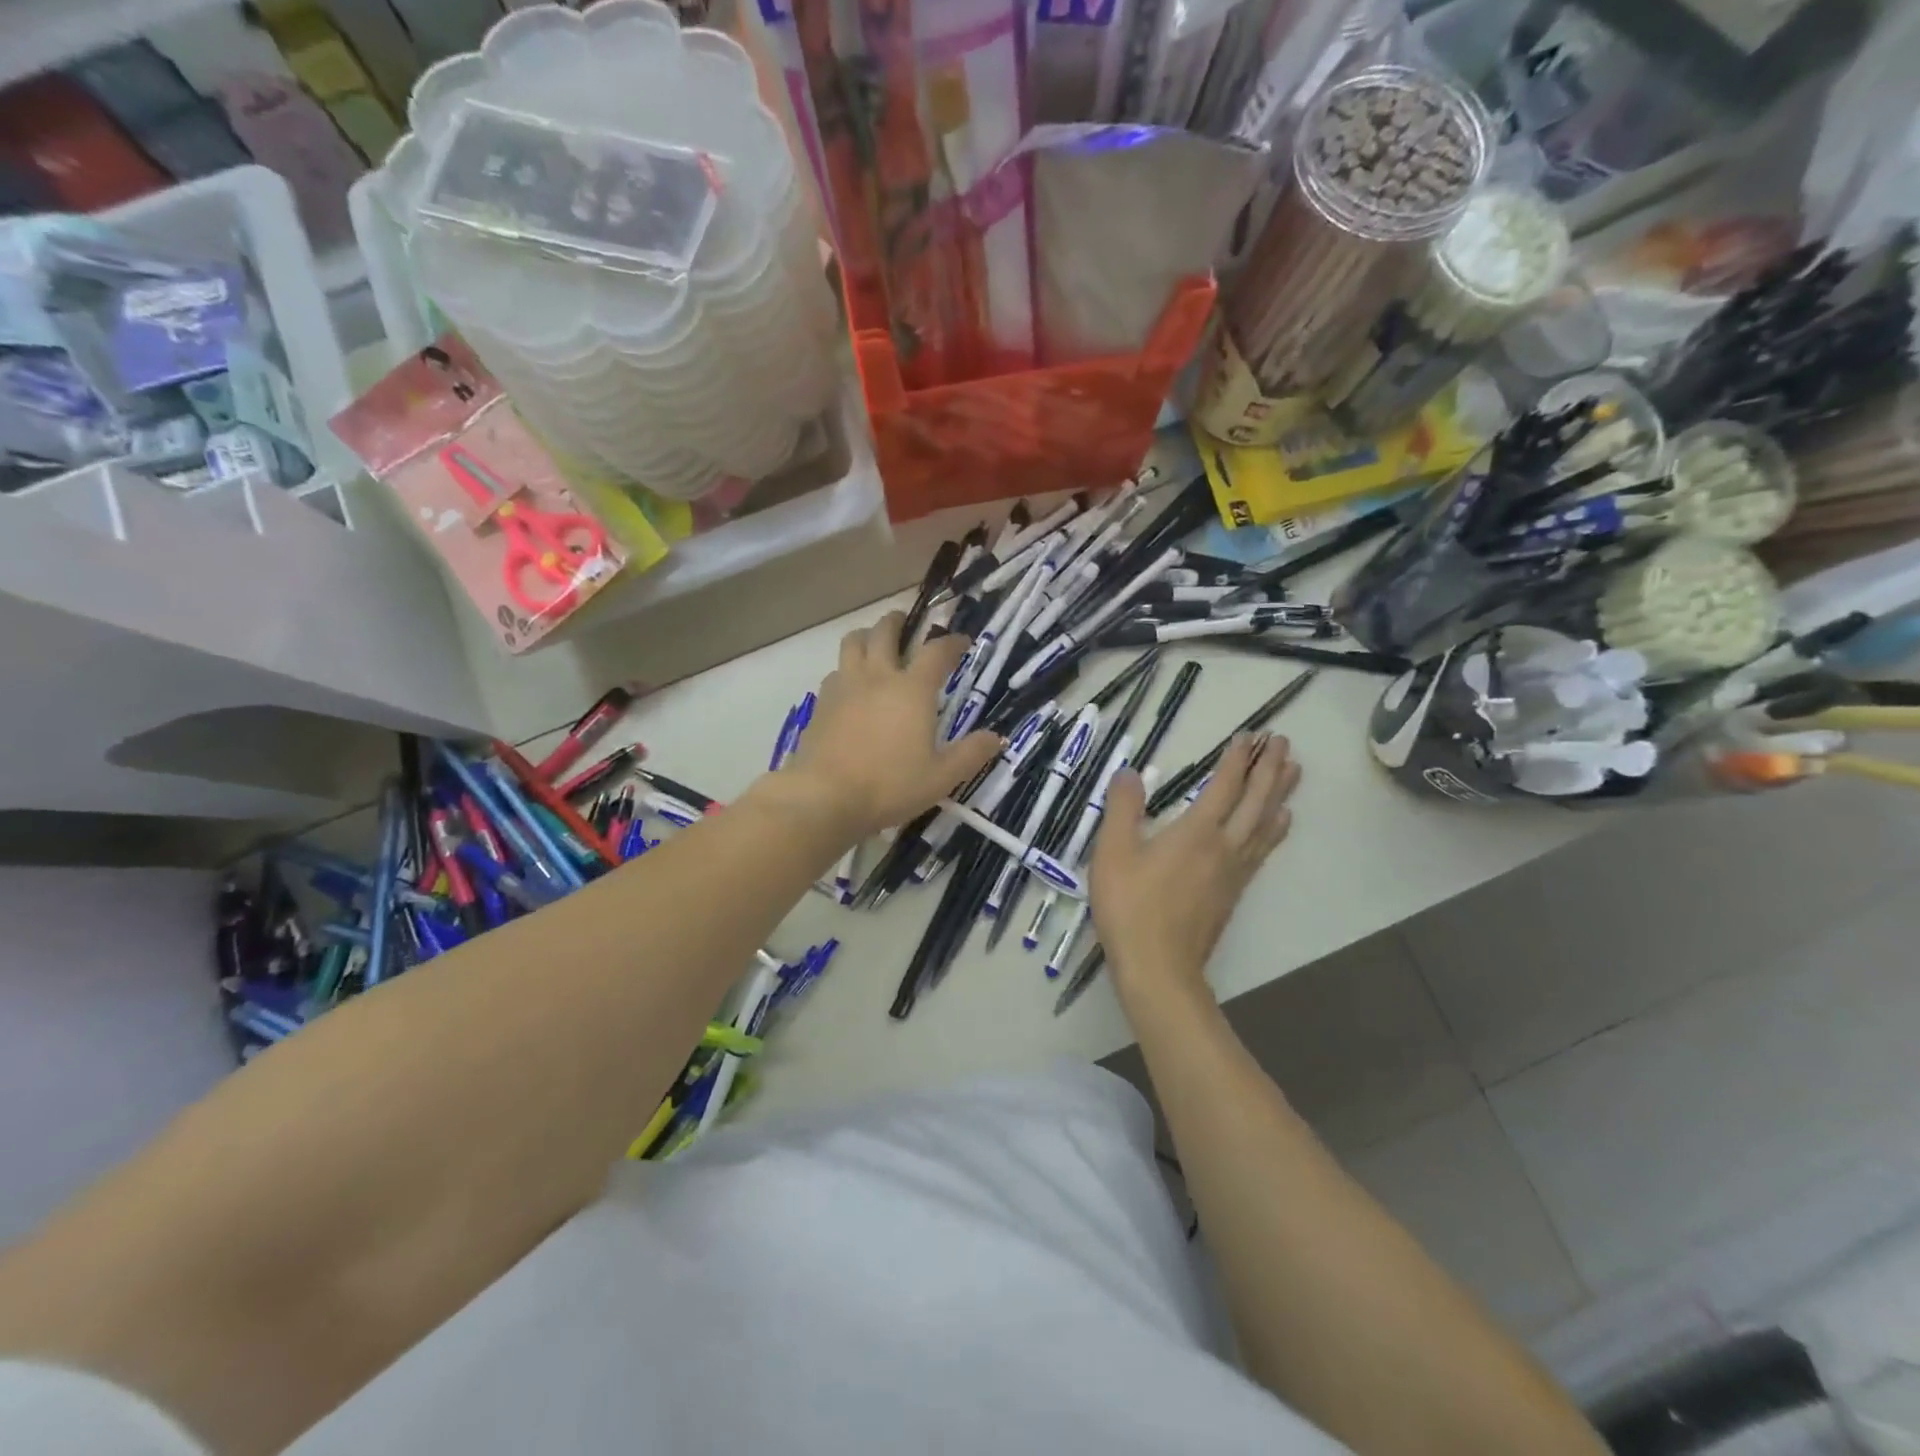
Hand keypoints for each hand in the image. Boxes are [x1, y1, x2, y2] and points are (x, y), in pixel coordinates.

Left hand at [781, 611, 1002, 839]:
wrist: (826, 797)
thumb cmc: (890, 785)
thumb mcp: (941, 777)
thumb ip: (971, 754)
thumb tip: (996, 738)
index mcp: (912, 689)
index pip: (937, 652)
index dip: (952, 642)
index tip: (962, 642)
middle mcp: (877, 677)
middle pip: (885, 631)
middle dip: (898, 622)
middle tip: (906, 625)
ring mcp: (844, 687)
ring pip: (852, 643)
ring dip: (866, 637)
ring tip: (874, 646)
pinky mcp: (821, 703)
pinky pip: (835, 672)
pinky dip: (847, 669)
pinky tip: (851, 687)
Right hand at [1090, 733, 1299, 998]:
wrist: (1158, 967)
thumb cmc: (1130, 907)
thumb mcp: (1113, 852)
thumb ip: (1122, 808)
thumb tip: (1130, 772)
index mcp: (1197, 831)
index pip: (1224, 785)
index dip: (1238, 759)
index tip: (1250, 736)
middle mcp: (1225, 846)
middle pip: (1256, 801)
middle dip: (1270, 769)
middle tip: (1284, 743)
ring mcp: (1234, 871)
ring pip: (1266, 824)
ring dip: (1280, 795)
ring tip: (1295, 773)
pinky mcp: (1234, 892)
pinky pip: (1263, 849)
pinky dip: (1275, 829)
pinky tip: (1279, 824)